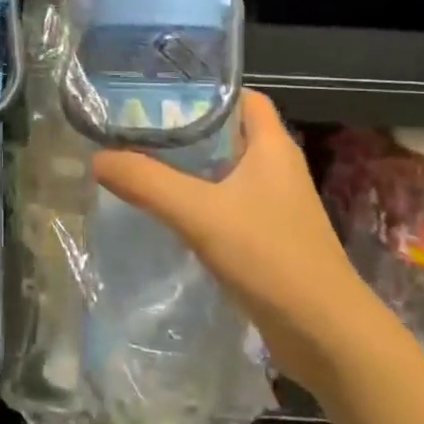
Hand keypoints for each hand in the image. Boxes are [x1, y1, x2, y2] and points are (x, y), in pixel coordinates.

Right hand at [90, 89, 360, 382]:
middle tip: (135, 126)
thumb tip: (97, 158)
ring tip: (139, 161)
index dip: (203, 88)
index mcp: (271, 144)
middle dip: (184, 127)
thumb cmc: (269, 256)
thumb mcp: (199, 212)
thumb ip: (146, 182)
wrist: (326, 335)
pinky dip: (197, 199)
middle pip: (226, 131)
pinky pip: (226, 203)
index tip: (157, 92)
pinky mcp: (268, 236)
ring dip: (188, 166)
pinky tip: (165, 209)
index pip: (239, 95)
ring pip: (224, 169)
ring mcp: (274, 203)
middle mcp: (276, 166)